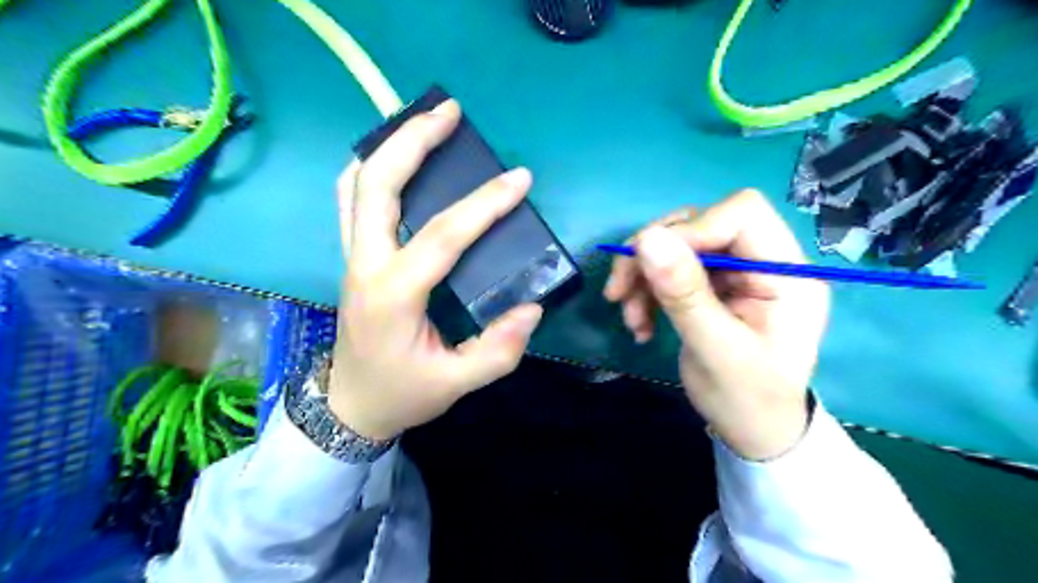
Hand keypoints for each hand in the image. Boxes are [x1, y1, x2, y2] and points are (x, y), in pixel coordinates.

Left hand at [330, 100, 543, 437]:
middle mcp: (365, 266)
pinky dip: (369, 169)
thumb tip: (532, 308)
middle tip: (450, 112)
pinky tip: (395, 158)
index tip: (520, 179)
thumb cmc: (402, 393)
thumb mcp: (456, 383)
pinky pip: (351, 200)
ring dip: (388, 146)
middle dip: (412, 140)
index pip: (442, 236)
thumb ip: (498, 351)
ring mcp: (352, 257)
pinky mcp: (353, 257)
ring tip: (424, 121)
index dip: (484, 205)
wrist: (350, 405)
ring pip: (355, 184)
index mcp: (393, 296)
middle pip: (377, 185)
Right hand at [606, 191, 833, 459]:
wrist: (752, 432)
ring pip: (678, 245)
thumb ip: (684, 294)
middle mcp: (763, 262)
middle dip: (654, 256)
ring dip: (643, 277)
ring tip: (630, 317)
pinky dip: (647, 290)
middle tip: (620, 292)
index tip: (649, 262)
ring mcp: (737, 273)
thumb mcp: (715, 350)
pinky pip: (671, 269)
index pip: (741, 214)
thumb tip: (646, 238)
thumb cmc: (746, 400)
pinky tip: (639, 321)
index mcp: (787, 274)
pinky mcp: (714, 285)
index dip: (691, 229)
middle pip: (701, 224)